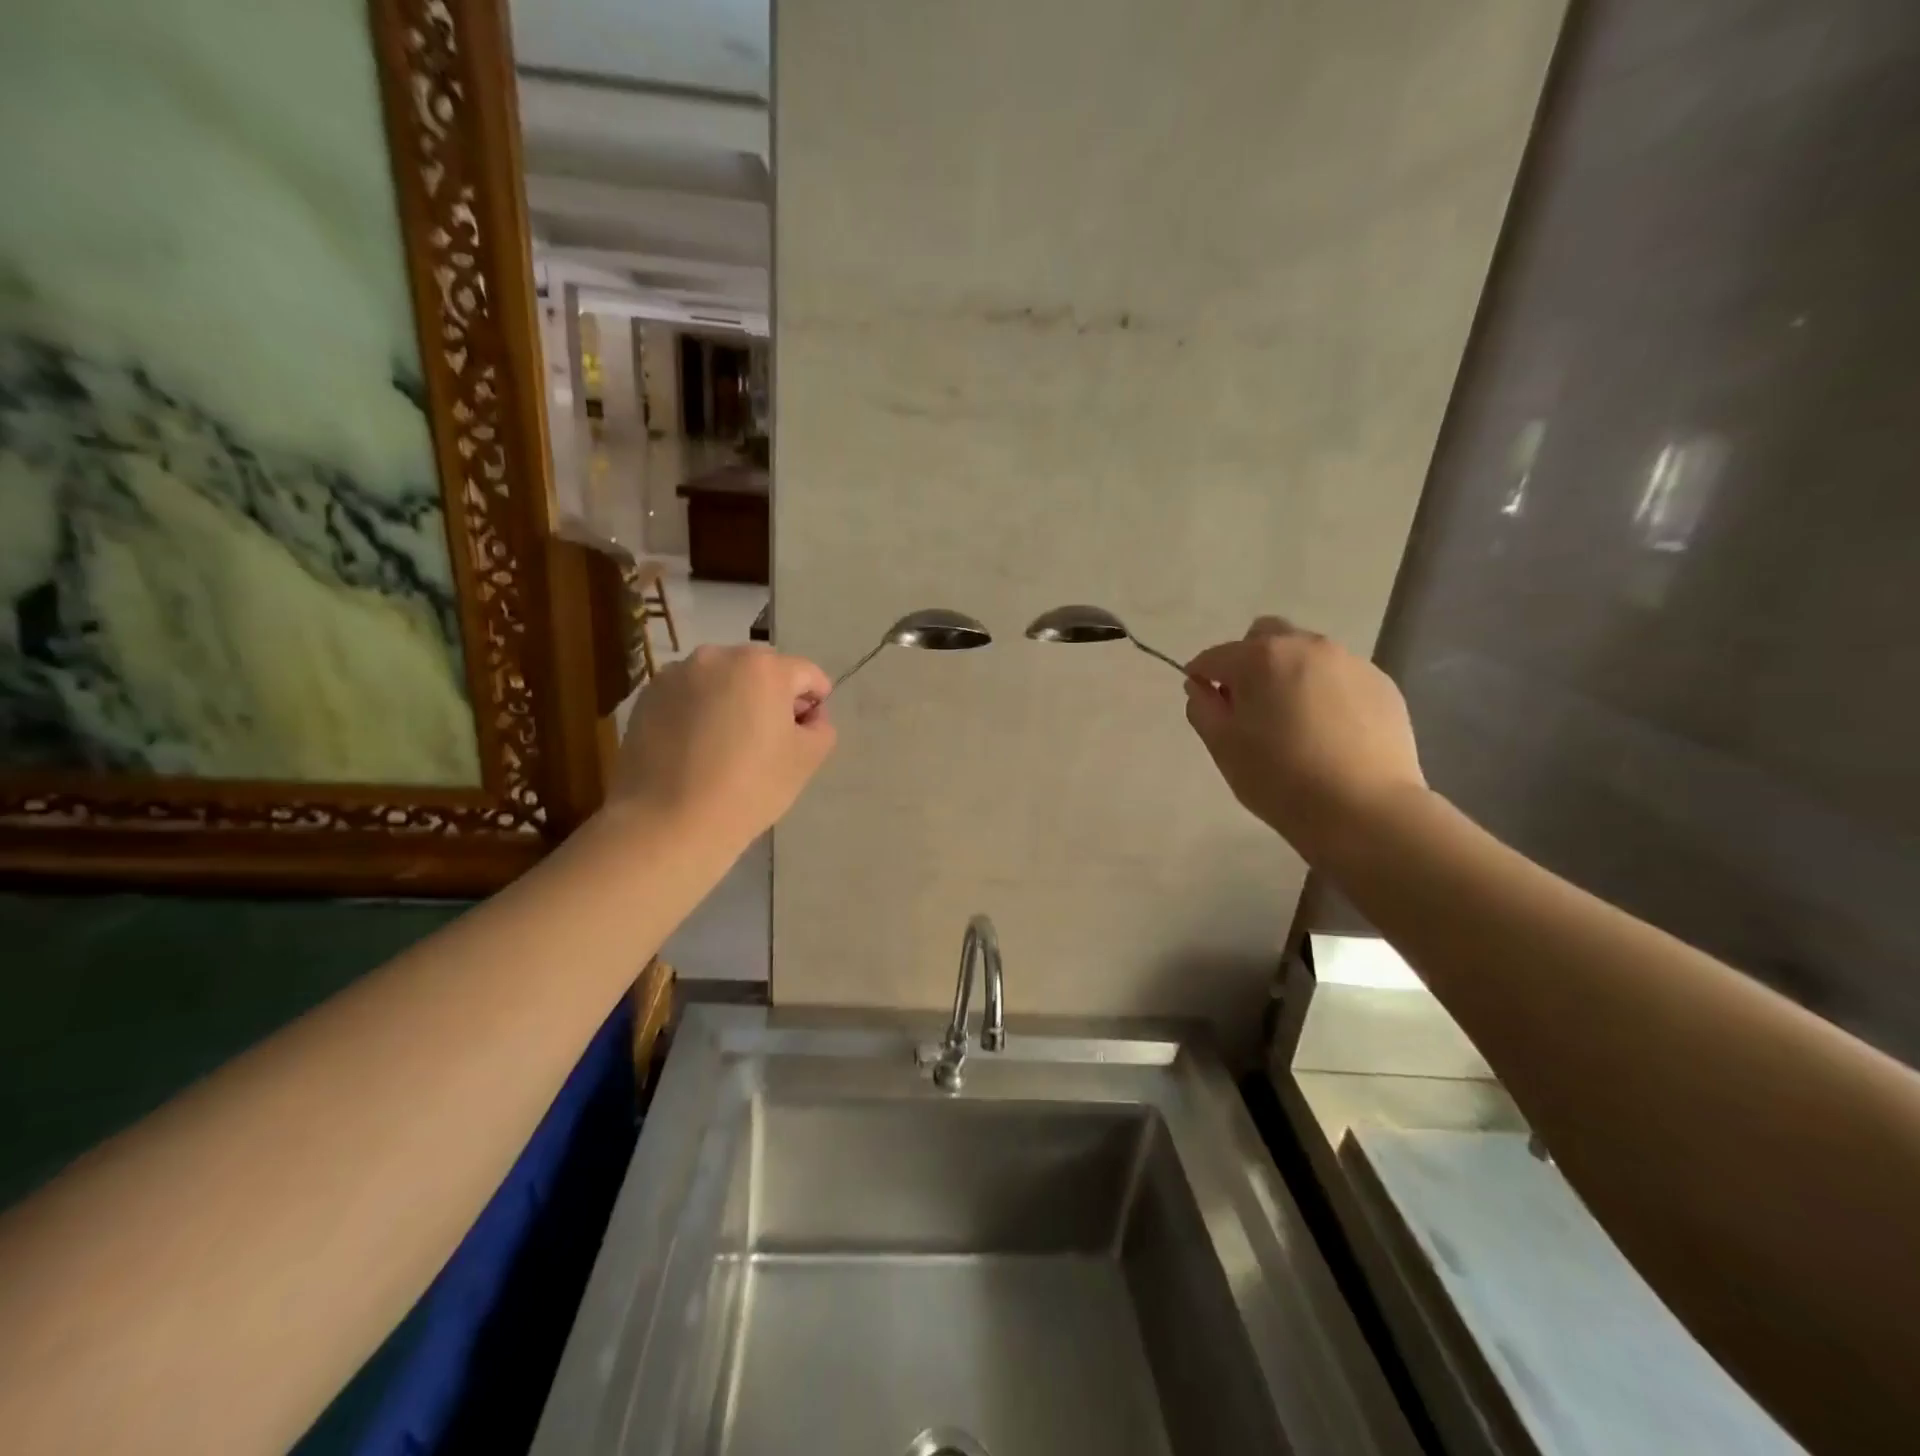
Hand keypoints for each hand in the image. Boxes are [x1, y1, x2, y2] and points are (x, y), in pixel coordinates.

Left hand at [609, 645, 836, 848]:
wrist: (667, 823)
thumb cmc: (749, 789)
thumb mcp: (807, 760)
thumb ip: (820, 727)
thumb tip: (806, 717)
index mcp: (763, 667)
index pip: (806, 674)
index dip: (814, 703)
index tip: (805, 736)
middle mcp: (717, 657)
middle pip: (760, 671)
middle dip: (771, 698)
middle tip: (768, 742)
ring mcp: (676, 675)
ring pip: (721, 681)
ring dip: (732, 701)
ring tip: (727, 746)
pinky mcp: (646, 698)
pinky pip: (688, 696)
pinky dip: (698, 713)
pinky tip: (695, 750)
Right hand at [1184, 617, 1424, 861]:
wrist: (1365, 810)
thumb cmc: (1279, 779)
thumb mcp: (1223, 747)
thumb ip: (1202, 708)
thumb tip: (1201, 686)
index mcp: (1260, 657)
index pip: (1215, 656)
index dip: (1202, 677)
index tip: (1204, 703)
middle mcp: (1306, 646)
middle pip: (1265, 636)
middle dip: (1250, 662)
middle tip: (1251, 706)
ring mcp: (1350, 662)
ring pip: (1306, 654)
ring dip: (1290, 675)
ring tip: (1295, 722)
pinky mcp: (1382, 684)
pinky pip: (1340, 676)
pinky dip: (1325, 692)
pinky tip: (1329, 732)